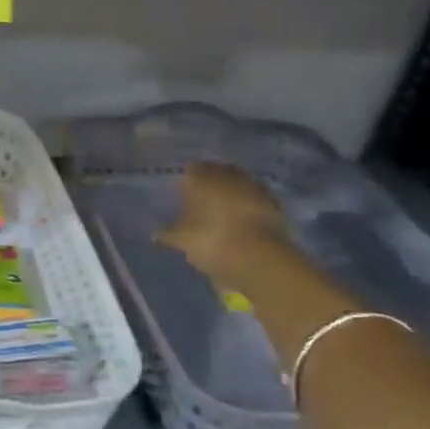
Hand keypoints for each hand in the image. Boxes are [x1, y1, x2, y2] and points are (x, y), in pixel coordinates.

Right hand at [156, 161, 288, 282]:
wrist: (261, 259)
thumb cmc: (212, 241)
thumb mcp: (182, 240)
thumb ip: (167, 234)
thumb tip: (154, 234)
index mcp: (203, 177)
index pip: (191, 169)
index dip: (187, 181)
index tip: (182, 194)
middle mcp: (229, 176)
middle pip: (218, 172)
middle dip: (211, 184)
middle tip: (202, 201)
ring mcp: (254, 188)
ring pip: (239, 184)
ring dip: (232, 194)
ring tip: (223, 211)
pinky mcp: (274, 205)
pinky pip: (256, 200)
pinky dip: (249, 207)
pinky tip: (243, 221)